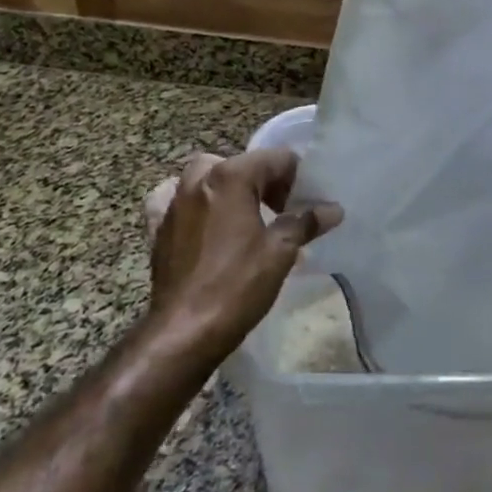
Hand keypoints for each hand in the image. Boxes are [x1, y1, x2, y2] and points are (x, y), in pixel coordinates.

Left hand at [143, 150, 342, 352]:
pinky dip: (191, 203)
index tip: (306, 204)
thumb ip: (306, 222)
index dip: (297, 178)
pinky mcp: (158, 229)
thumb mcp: (281, 252)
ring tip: (247, 216)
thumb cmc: (237, 286)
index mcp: (230, 177)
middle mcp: (198, 181)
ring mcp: (173, 204)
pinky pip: (175, 201)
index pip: (275, 159)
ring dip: (230, 188)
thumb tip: (333, 209)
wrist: (183, 333)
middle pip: (241, 164)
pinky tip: (201, 221)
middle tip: (283, 211)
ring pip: (206, 177)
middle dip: (265, 181)